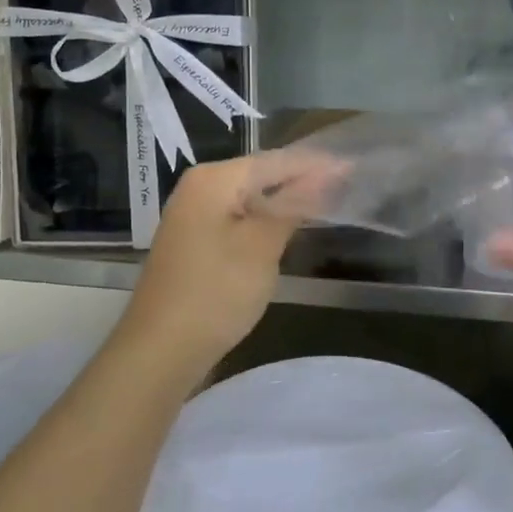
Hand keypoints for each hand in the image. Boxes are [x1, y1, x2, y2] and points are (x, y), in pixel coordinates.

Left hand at [120, 154, 325, 369]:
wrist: (159, 351)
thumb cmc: (216, 292)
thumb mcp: (262, 245)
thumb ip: (295, 204)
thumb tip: (328, 172)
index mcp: (213, 178)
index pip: (276, 160)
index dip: (316, 164)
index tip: (353, 167)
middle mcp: (199, 186)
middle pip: (261, 174)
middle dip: (301, 179)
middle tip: (346, 183)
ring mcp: (192, 214)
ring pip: (250, 197)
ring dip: (285, 200)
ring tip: (326, 202)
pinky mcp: (194, 241)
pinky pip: (238, 217)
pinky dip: (264, 220)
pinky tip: (287, 227)